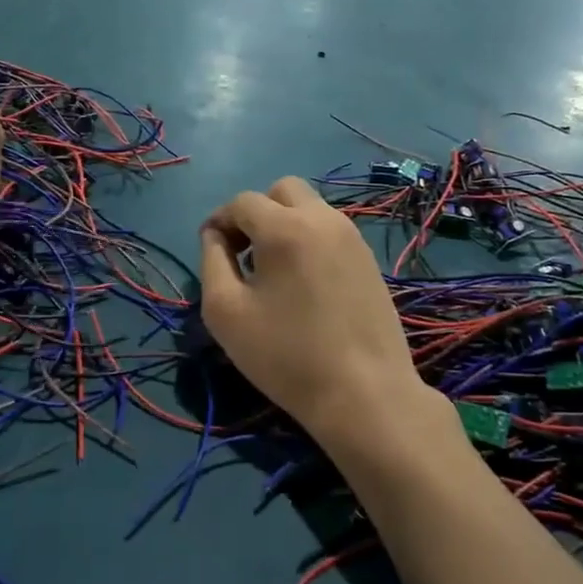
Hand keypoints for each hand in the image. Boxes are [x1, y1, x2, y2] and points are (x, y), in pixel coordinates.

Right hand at [199, 177, 433, 451]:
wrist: (364, 393)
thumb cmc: (286, 355)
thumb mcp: (226, 312)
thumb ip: (212, 262)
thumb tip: (216, 236)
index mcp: (285, 227)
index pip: (242, 202)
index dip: (220, 220)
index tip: (213, 250)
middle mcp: (322, 218)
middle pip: (282, 190)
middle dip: (257, 212)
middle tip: (246, 253)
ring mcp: (352, 237)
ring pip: (310, 207)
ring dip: (285, 224)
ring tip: (275, 271)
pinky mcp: (370, 258)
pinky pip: (330, 231)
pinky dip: (309, 240)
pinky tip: (305, 284)